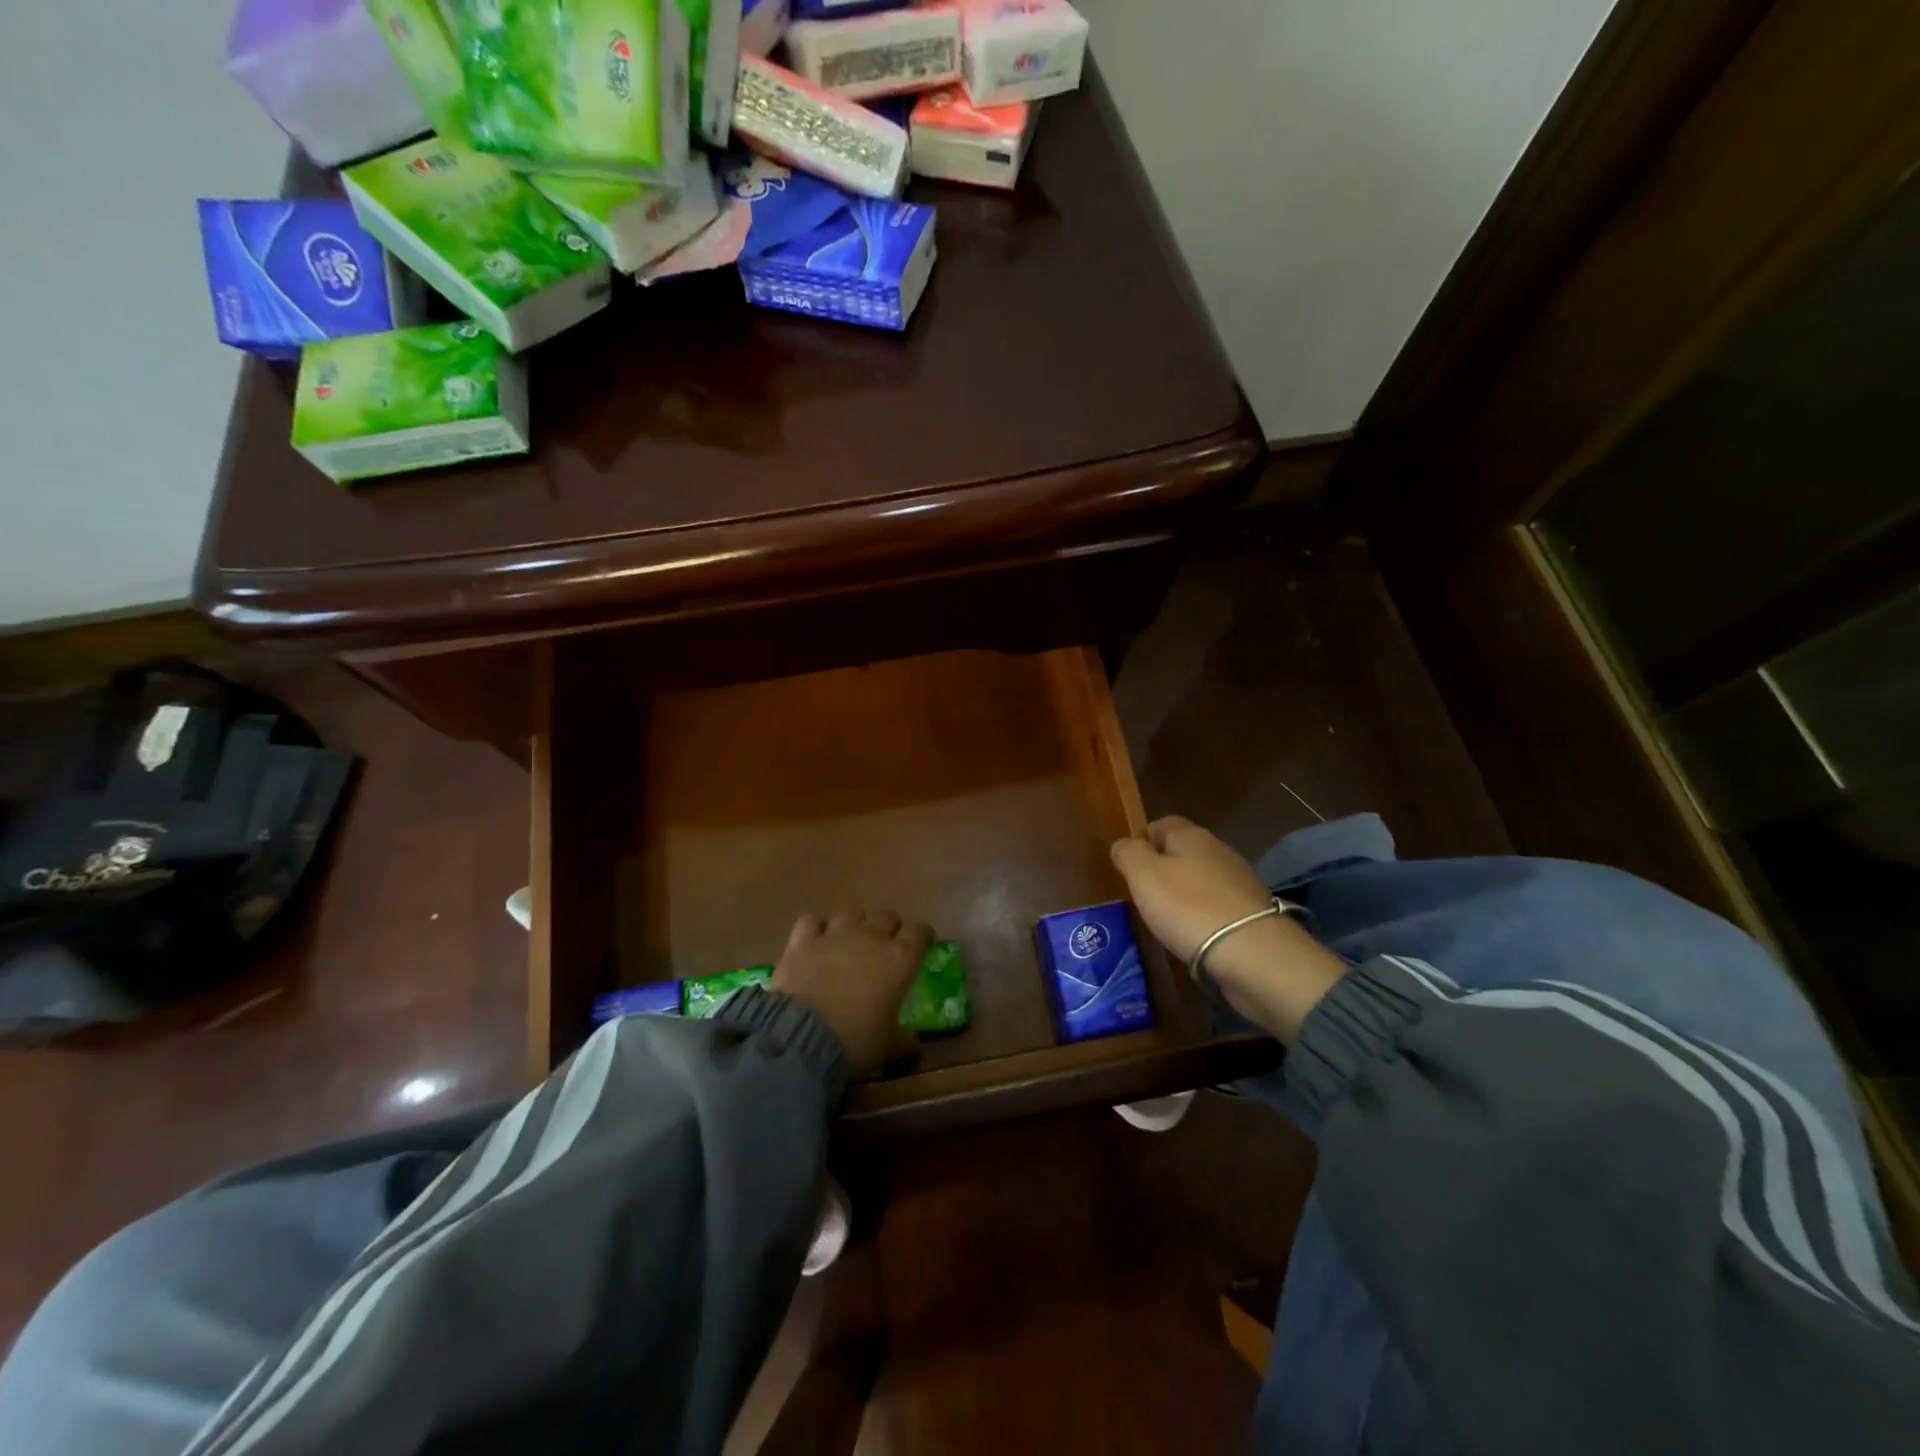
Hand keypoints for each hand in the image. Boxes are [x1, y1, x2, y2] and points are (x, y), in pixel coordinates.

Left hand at [773, 910, 929, 1076]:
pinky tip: (815, 941)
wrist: (802, 1036)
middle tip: (886, 947)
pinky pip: (812, 921)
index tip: (922, 945)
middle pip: (886, 916)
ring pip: (851, 915)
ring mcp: (835, 934)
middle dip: (889, 928)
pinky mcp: (803, 940)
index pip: (919, 932)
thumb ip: (906, 1042)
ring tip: (849, 944)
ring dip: (854, 926)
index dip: (922, 936)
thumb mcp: (888, 1048)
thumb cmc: (856, 1040)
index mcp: (899, 959)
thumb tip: (916, 1048)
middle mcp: (870, 937)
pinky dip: (816, 928)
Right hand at [1109, 815, 1272, 963]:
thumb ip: (1128, 854)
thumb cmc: (1188, 907)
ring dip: (1186, 891)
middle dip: (1165, 866)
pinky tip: (1196, 933)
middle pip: (1185, 850)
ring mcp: (1240, 882)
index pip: (1163, 823)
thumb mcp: (1144, 876)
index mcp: (1191, 836)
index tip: (1130, 863)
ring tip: (1168, 916)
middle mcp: (1219, 850)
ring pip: (1203, 877)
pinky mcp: (1253, 913)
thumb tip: (1124, 844)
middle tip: (1145, 892)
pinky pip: (1219, 905)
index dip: (1144, 839)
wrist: (1253, 953)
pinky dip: (1205, 914)